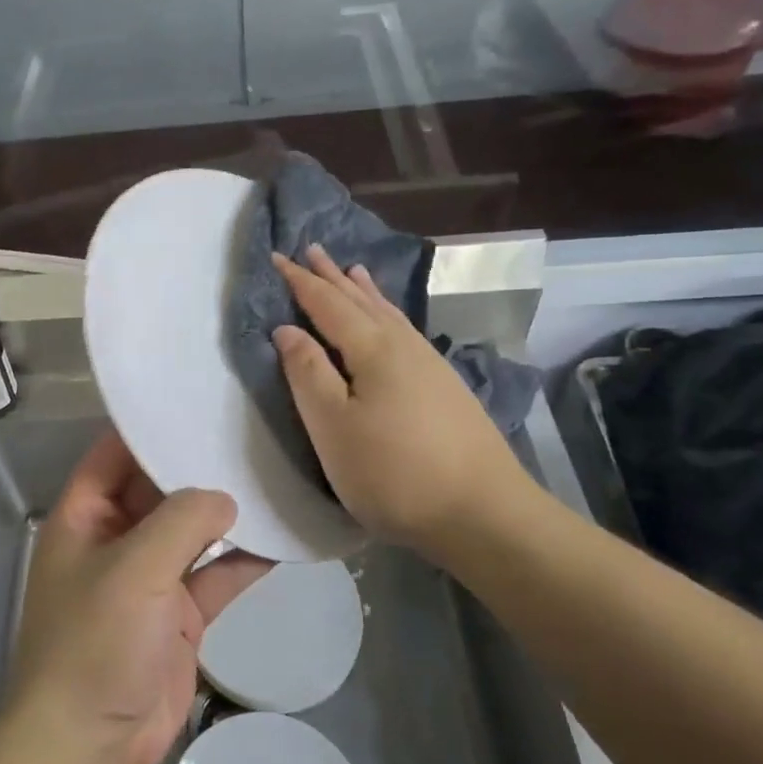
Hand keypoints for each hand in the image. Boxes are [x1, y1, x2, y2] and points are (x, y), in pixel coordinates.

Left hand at [7, 431, 264, 763]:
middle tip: (251, 428)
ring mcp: (151, 577)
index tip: (197, 397)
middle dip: (199, 465)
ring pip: (193, 530)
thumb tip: (226, 497)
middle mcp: (116, 538)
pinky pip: (217, 574)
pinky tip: (284, 535)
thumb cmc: (94, 642)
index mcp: (85, 516)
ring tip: (275, 473)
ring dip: (228, 512)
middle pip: (160, 488)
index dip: (150, 426)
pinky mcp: (180, 614)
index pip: (116, 453)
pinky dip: (245, 558)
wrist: (90, 745)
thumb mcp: (133, 569)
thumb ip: (181, 522)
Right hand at [270, 245, 530, 547]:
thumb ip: (307, 374)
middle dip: (332, 276)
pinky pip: (404, 329)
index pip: (327, 304)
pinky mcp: (445, 386)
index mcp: (373, 349)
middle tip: (312, 249)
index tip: (277, 257)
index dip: (300, 281)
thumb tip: (286, 329)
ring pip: (388, 313)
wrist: (485, 514)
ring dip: (363, 290)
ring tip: (352, 270)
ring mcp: (430, 364)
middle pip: (361, 300)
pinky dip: (387, 313)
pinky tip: (391, 322)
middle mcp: (404, 345)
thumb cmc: (394, 473)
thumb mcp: (333, 428)